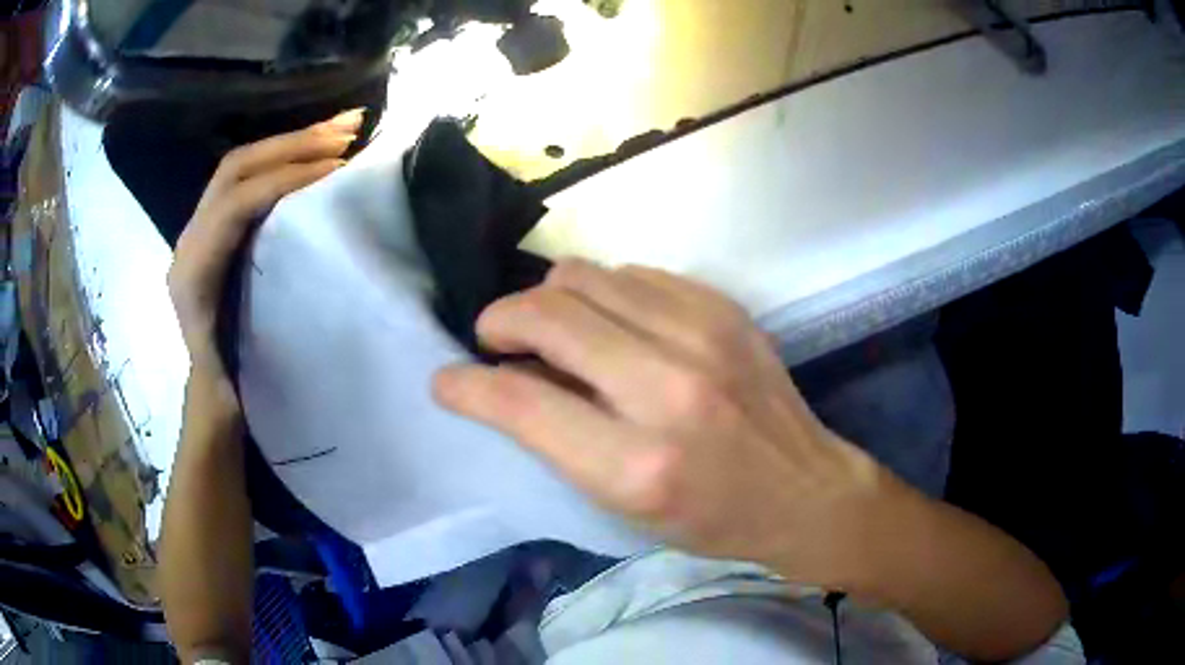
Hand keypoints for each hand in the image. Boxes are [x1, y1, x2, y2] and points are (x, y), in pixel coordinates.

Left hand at [168, 109, 363, 376]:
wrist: (213, 391)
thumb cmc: (231, 384)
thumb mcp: (244, 356)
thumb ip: (265, 306)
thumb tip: (305, 256)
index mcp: (193, 272)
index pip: (235, 203)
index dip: (284, 180)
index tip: (336, 169)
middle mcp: (191, 238)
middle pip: (236, 168)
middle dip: (293, 144)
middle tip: (348, 130)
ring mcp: (201, 227)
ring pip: (241, 164)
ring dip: (292, 141)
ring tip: (343, 128)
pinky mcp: (215, 226)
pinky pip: (246, 177)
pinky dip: (284, 157)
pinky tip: (317, 151)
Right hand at [434, 259, 892, 587]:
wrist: (804, 491)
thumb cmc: (710, 518)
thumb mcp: (623, 505)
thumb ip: (557, 437)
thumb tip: (507, 377)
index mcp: (639, 464)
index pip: (520, 403)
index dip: (467, 386)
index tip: (447, 379)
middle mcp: (670, 387)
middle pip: (548, 313)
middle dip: (501, 319)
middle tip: (496, 340)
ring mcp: (704, 334)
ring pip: (584, 276)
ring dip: (549, 300)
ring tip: (553, 330)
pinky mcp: (722, 306)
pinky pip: (632, 272)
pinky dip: (603, 293)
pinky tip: (611, 324)